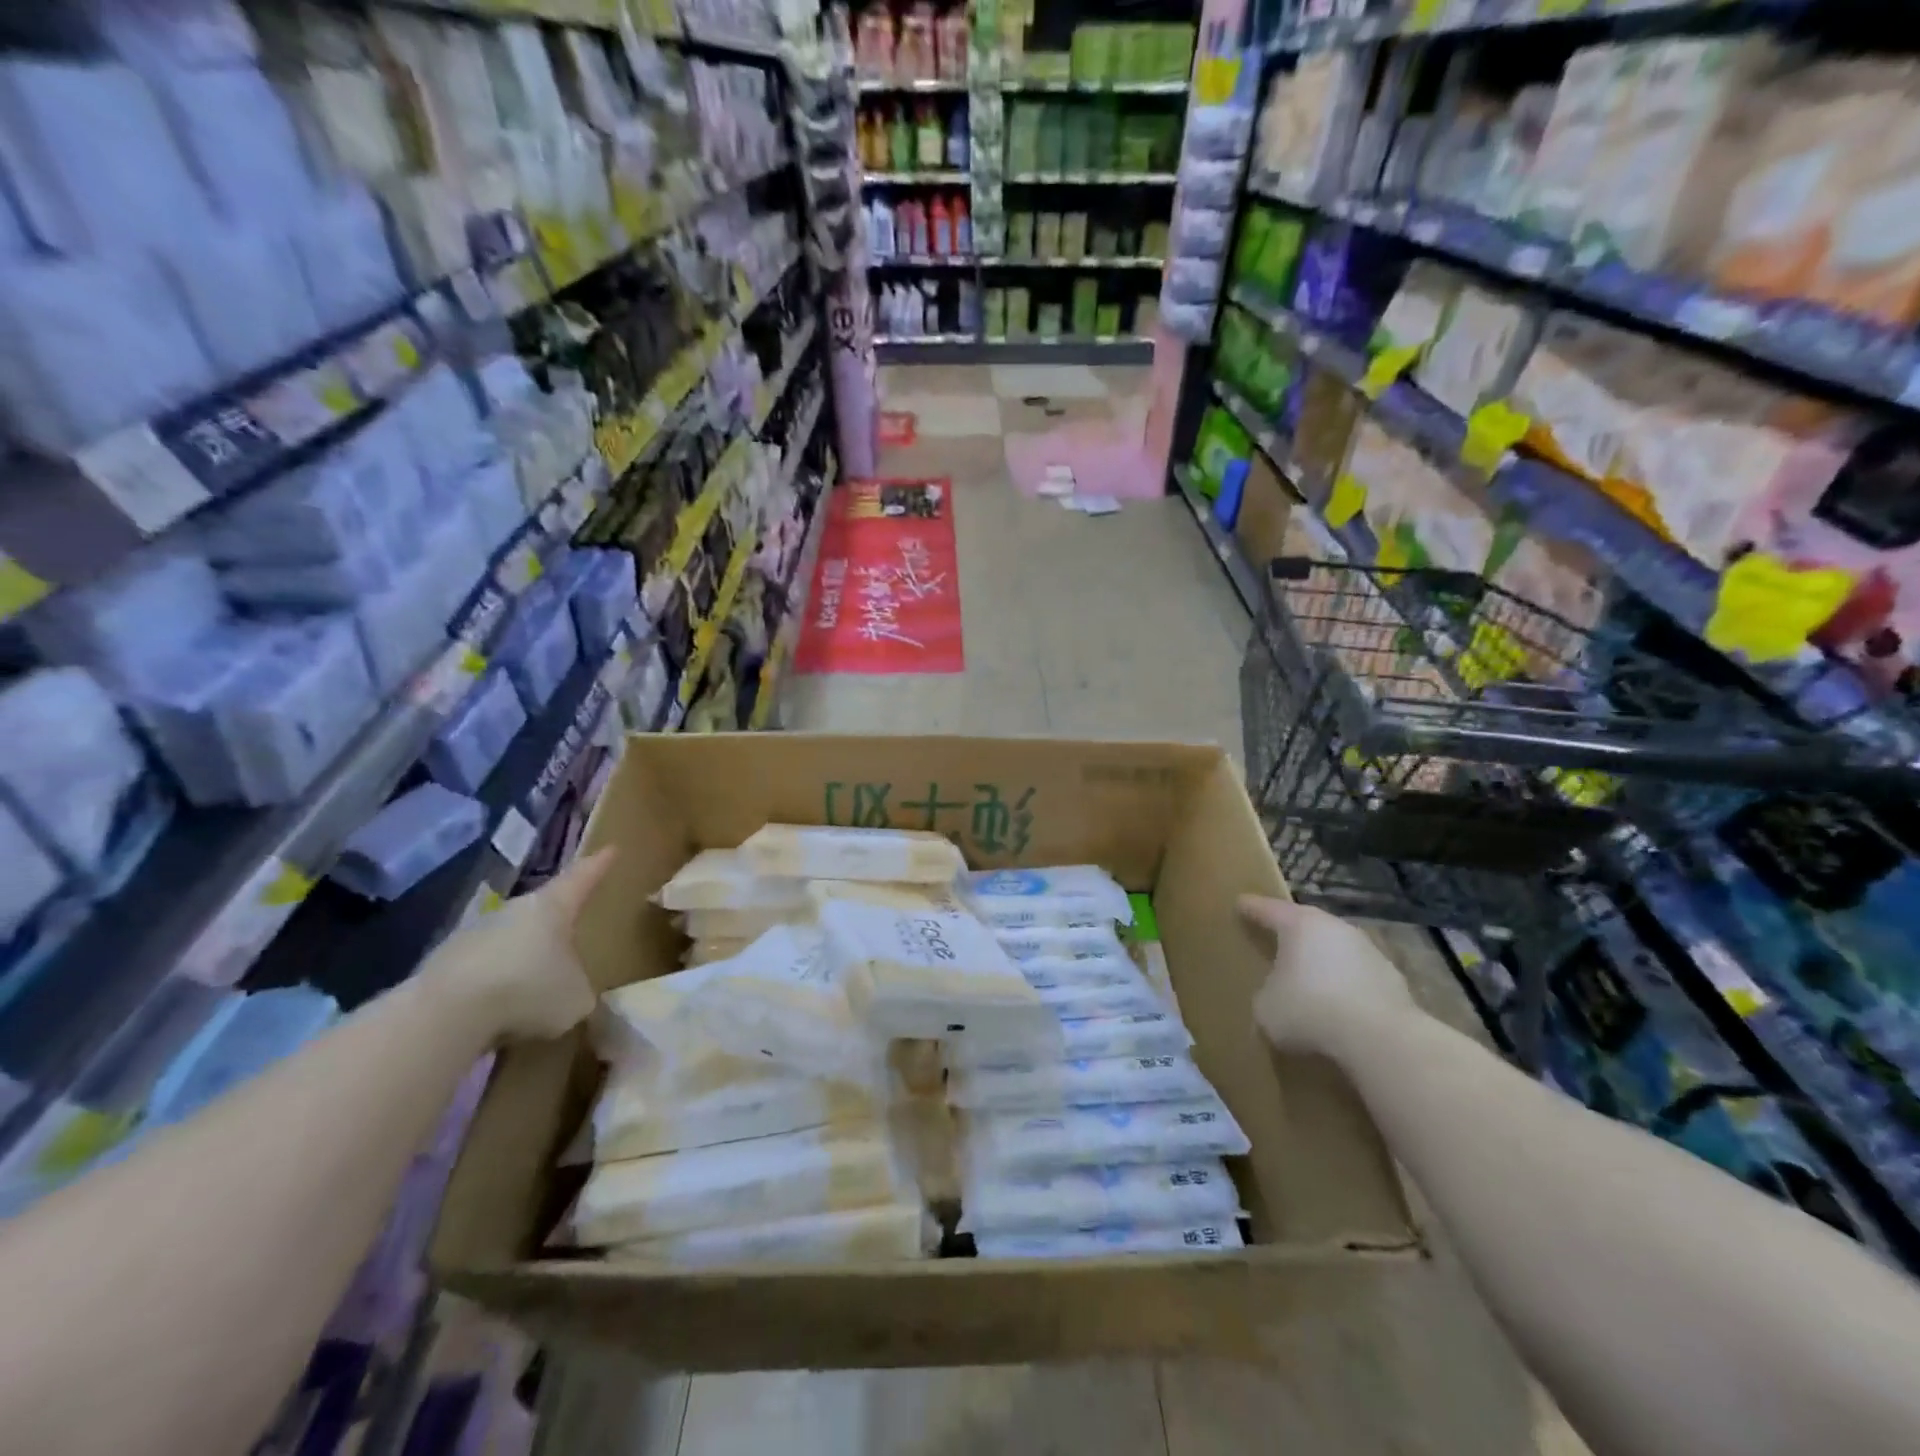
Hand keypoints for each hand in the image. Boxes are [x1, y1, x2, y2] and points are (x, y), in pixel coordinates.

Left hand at [424, 848, 616, 1042]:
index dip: (599, 865)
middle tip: (574, 939)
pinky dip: (493, 988)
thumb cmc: (529, 990)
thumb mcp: (578, 998)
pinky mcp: (442, 965)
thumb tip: (573, 993)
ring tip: (536, 992)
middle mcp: (514, 911)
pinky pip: (481, 972)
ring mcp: (473, 935)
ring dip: (523, 962)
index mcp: (554, 907)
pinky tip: (499, 1015)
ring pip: (510, 943)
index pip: (582, 878)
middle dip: (558, 925)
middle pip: (543, 911)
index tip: (611, 849)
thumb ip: (582, 989)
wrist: (445, 1015)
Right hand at [1237, 895, 1414, 1055]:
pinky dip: (1345, 988)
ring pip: (1335, 951)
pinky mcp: (1393, 980)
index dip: (1251, 908)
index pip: (1268, 909)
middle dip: (1291, 936)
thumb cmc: (1309, 1010)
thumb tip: (1274, 999)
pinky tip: (1338, 1009)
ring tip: (1309, 984)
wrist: (1381, 1039)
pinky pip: (1357, 978)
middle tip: (1275, 944)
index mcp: (1299, 924)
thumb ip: (1265, 995)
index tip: (1241, 903)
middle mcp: (1334, 928)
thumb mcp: (1266, 1008)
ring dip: (1322, 964)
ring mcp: (1369, 951)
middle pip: (1306, 926)